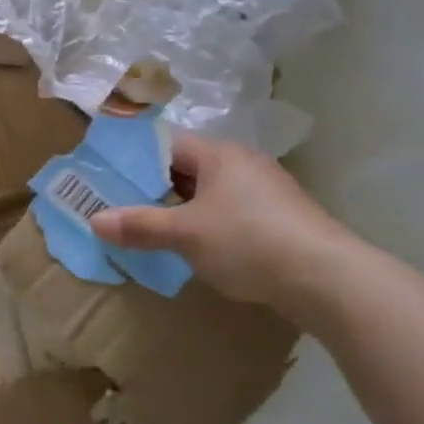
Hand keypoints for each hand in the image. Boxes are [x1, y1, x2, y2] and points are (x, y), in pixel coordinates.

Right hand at [89, 132, 356, 318]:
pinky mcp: (284, 220)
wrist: (329, 279)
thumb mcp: (185, 234)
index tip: (111, 179)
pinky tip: (202, 249)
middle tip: (125, 207)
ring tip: (157, 230)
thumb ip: (139, 225)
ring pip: (213, 193)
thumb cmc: (248, 241)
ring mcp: (268, 191)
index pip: (166, 144)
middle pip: (189, 168)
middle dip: (157, 188)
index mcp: (218, 154)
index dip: (136, 160)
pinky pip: (235, 213)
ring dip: (186, 209)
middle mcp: (244, 163)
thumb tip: (94, 221)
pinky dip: (213, 225)